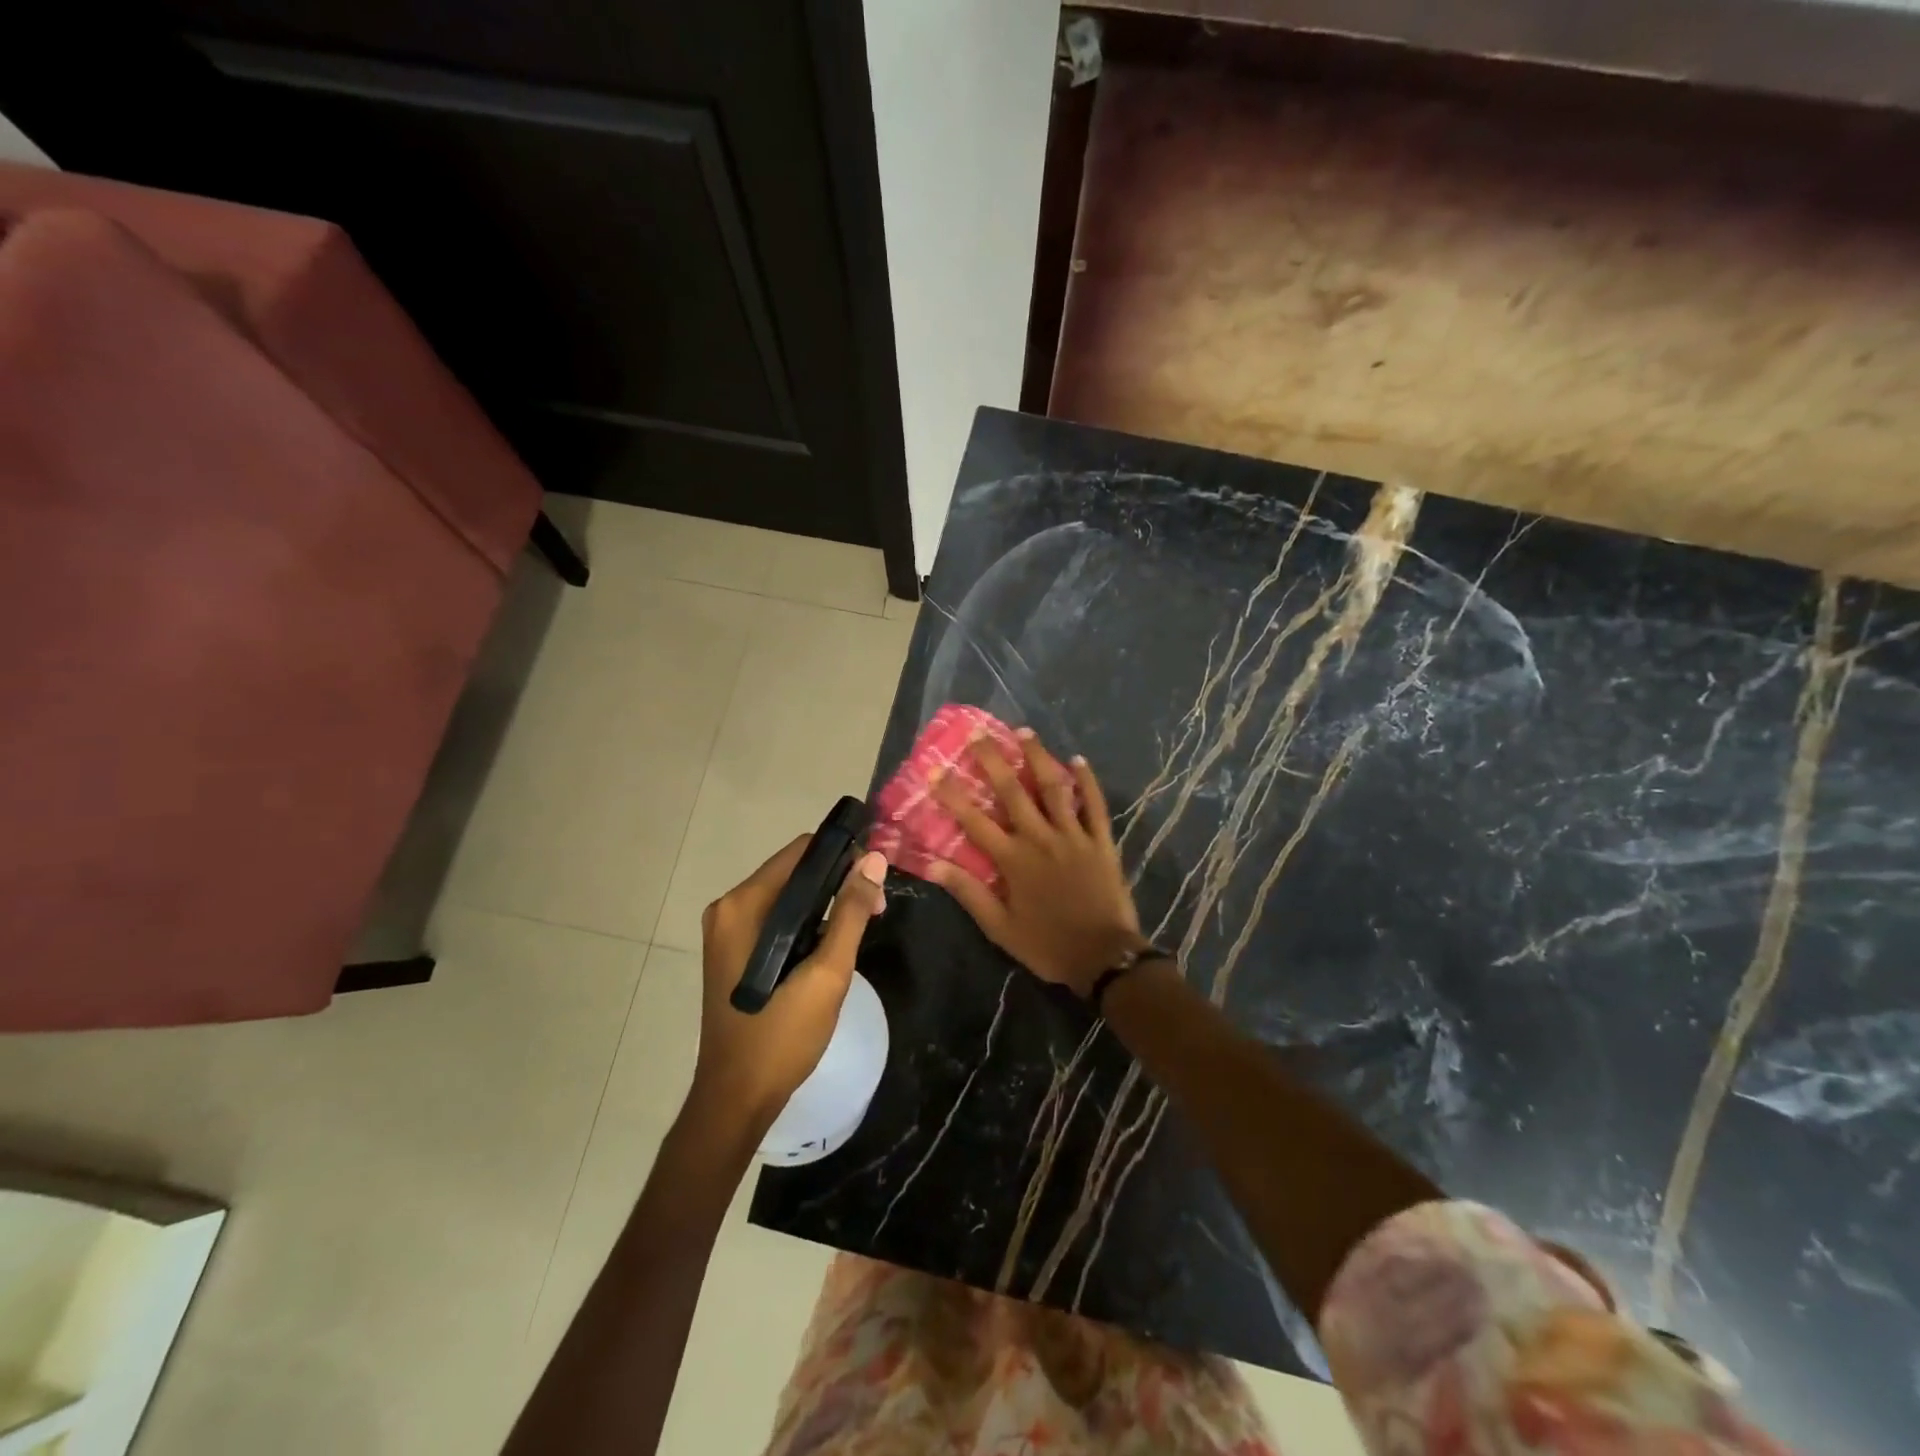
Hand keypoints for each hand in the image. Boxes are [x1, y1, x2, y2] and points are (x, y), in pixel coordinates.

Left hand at [694, 835, 888, 1138]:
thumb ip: (850, 912)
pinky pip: (777, 917)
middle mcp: (729, 907)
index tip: (875, 880)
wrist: (736, 1099)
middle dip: (838, 882)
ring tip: (860, 929)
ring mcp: (728, 929)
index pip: (801, 851)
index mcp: (744, 905)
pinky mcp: (733, 949)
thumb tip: (874, 859)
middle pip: (794, 871)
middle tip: (876, 910)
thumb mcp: (827, 973)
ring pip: (788, 895)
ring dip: (825, 904)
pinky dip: (806, 922)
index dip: (843, 856)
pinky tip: (830, 945)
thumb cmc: (781, 1036)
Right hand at [929, 729, 1144, 998]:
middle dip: (993, 761)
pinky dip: (1087, 781)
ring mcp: (1074, 836)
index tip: (935, 770)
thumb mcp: (1000, 928)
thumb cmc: (1047, 945)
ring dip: (1038, 758)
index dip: (952, 795)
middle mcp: (1040, 838)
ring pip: (1054, 788)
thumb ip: (969, 893)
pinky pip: (1094, 805)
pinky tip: (1078, 760)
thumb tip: (933, 866)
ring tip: (1024, 732)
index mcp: (1013, 860)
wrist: (1104, 958)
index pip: (974, 820)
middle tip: (979, 735)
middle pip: (1013, 792)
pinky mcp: (1101, 841)